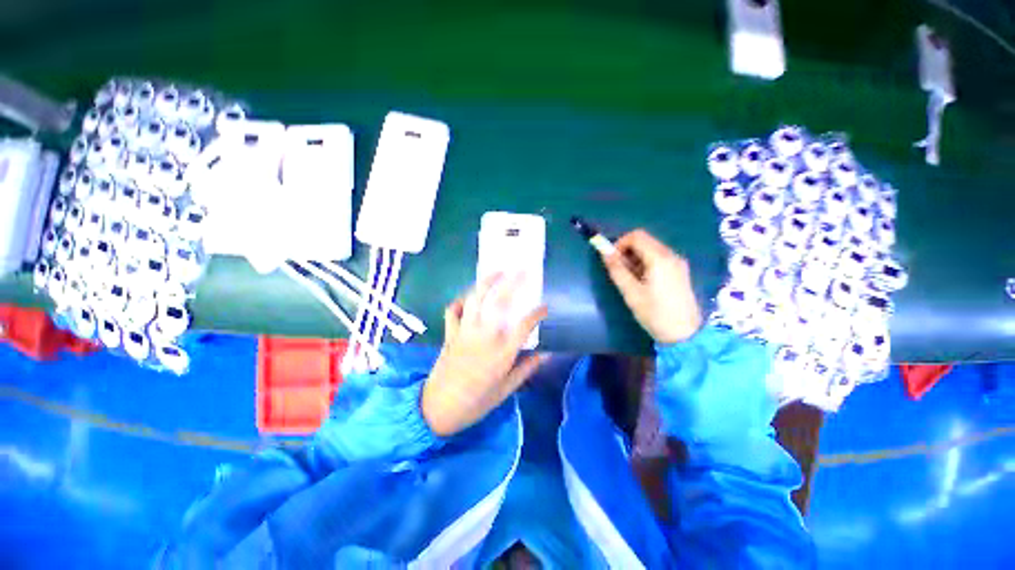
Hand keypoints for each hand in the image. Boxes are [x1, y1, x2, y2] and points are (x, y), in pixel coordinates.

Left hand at [421, 273, 547, 436]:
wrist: (436, 410)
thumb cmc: (475, 403)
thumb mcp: (505, 391)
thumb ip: (525, 369)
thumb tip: (545, 354)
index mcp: (501, 353)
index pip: (523, 326)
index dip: (536, 314)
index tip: (544, 307)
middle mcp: (484, 337)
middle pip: (498, 302)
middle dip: (511, 283)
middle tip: (520, 270)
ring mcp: (464, 333)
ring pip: (475, 299)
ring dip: (486, 283)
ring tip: (496, 272)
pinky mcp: (450, 334)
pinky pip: (452, 311)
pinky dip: (460, 301)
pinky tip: (468, 298)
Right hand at [601, 229, 702, 343]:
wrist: (685, 334)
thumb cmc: (654, 313)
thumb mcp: (631, 292)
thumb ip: (617, 270)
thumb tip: (605, 253)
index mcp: (659, 258)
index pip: (636, 236)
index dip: (619, 243)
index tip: (611, 259)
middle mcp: (671, 255)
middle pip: (645, 241)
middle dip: (627, 251)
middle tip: (618, 270)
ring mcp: (677, 263)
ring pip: (651, 249)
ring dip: (635, 258)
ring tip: (629, 279)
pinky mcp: (679, 271)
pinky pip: (658, 258)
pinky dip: (645, 263)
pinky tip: (642, 281)